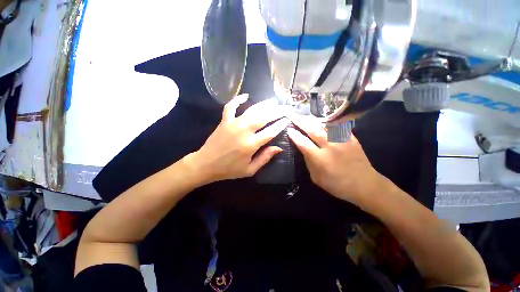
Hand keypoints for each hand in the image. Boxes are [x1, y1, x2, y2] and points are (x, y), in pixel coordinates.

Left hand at [187, 94, 287, 184]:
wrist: (206, 164)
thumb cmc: (229, 169)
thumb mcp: (250, 169)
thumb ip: (265, 158)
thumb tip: (279, 148)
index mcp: (251, 144)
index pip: (270, 131)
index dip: (280, 125)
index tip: (288, 119)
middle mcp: (244, 131)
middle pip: (264, 117)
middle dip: (277, 111)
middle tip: (286, 107)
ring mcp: (233, 124)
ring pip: (252, 110)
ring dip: (264, 104)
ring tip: (274, 101)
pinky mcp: (224, 121)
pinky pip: (231, 107)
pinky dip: (237, 99)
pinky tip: (246, 95)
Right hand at [287, 115, 385, 203]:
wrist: (364, 184)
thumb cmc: (337, 185)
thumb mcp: (317, 178)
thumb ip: (309, 162)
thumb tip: (303, 149)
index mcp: (320, 159)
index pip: (303, 143)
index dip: (295, 136)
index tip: (289, 130)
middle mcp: (330, 147)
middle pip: (313, 130)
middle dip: (301, 122)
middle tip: (293, 116)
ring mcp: (342, 140)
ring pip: (324, 125)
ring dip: (312, 120)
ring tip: (304, 116)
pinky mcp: (351, 138)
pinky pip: (337, 126)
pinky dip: (327, 122)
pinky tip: (321, 120)